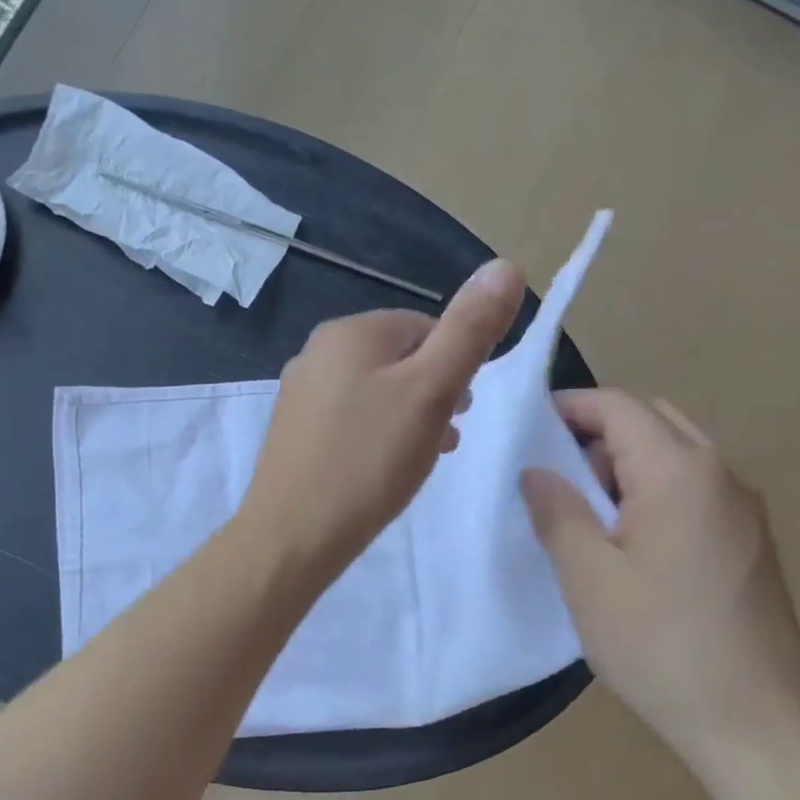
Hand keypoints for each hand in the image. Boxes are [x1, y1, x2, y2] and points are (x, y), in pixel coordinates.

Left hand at [239, 259, 525, 577]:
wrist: (293, 535)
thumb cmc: (369, 460)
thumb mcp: (432, 391)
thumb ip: (469, 331)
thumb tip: (505, 265)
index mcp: (350, 332)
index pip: (425, 327)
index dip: (455, 366)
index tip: (464, 410)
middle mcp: (316, 352)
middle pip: (399, 359)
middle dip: (433, 392)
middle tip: (447, 437)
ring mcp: (300, 393)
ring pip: (375, 392)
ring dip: (409, 416)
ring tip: (422, 457)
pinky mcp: (294, 432)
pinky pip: (351, 419)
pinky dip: (377, 435)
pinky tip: (385, 469)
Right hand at [520, 389, 799, 779]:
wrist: (759, 723)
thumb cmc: (662, 645)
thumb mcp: (589, 578)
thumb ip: (558, 512)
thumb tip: (536, 471)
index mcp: (680, 472)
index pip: (619, 406)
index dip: (569, 407)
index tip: (524, 430)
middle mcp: (721, 475)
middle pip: (652, 422)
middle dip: (597, 435)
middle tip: (554, 479)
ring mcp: (743, 509)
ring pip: (675, 456)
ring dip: (626, 467)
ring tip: (585, 517)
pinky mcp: (749, 542)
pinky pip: (693, 491)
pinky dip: (653, 493)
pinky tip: (629, 545)